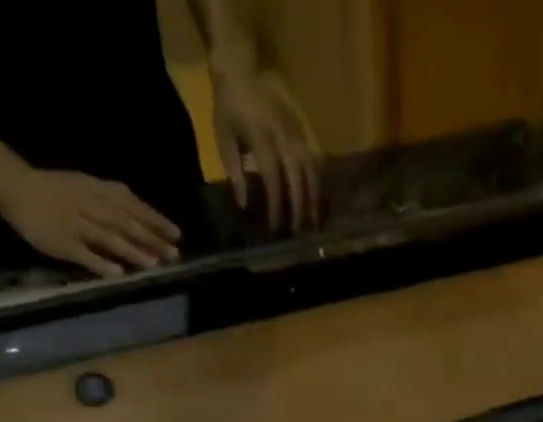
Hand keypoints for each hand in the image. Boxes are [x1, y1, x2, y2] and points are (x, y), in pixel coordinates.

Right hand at [0, 167, 180, 275]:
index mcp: (94, 190)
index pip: (130, 204)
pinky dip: (100, 263)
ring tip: (153, 264)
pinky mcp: (61, 242)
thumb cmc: (54, 189)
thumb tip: (141, 210)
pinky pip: (83, 254)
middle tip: (173, 254)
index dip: (153, 218)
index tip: (176, 234)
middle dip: (150, 238)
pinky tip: (118, 273)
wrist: (13, 185)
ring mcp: (74, 223)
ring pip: (107, 237)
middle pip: (123, 222)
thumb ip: (111, 196)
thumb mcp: (84, 184)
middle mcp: (88, 205)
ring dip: (131, 250)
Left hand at [210, 63, 319, 231]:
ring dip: (314, 198)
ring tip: (314, 222)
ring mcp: (295, 132)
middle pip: (297, 178)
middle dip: (298, 207)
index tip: (275, 227)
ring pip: (311, 170)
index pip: (272, 178)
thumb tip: (244, 205)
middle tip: (297, 232)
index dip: (275, 205)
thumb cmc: (229, 106)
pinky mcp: (303, 131)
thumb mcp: (224, 137)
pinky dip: (318, 183)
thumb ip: (235, 171)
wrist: (241, 67)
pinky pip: (315, 160)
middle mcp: (282, 136)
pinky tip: (317, 200)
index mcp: (261, 137)